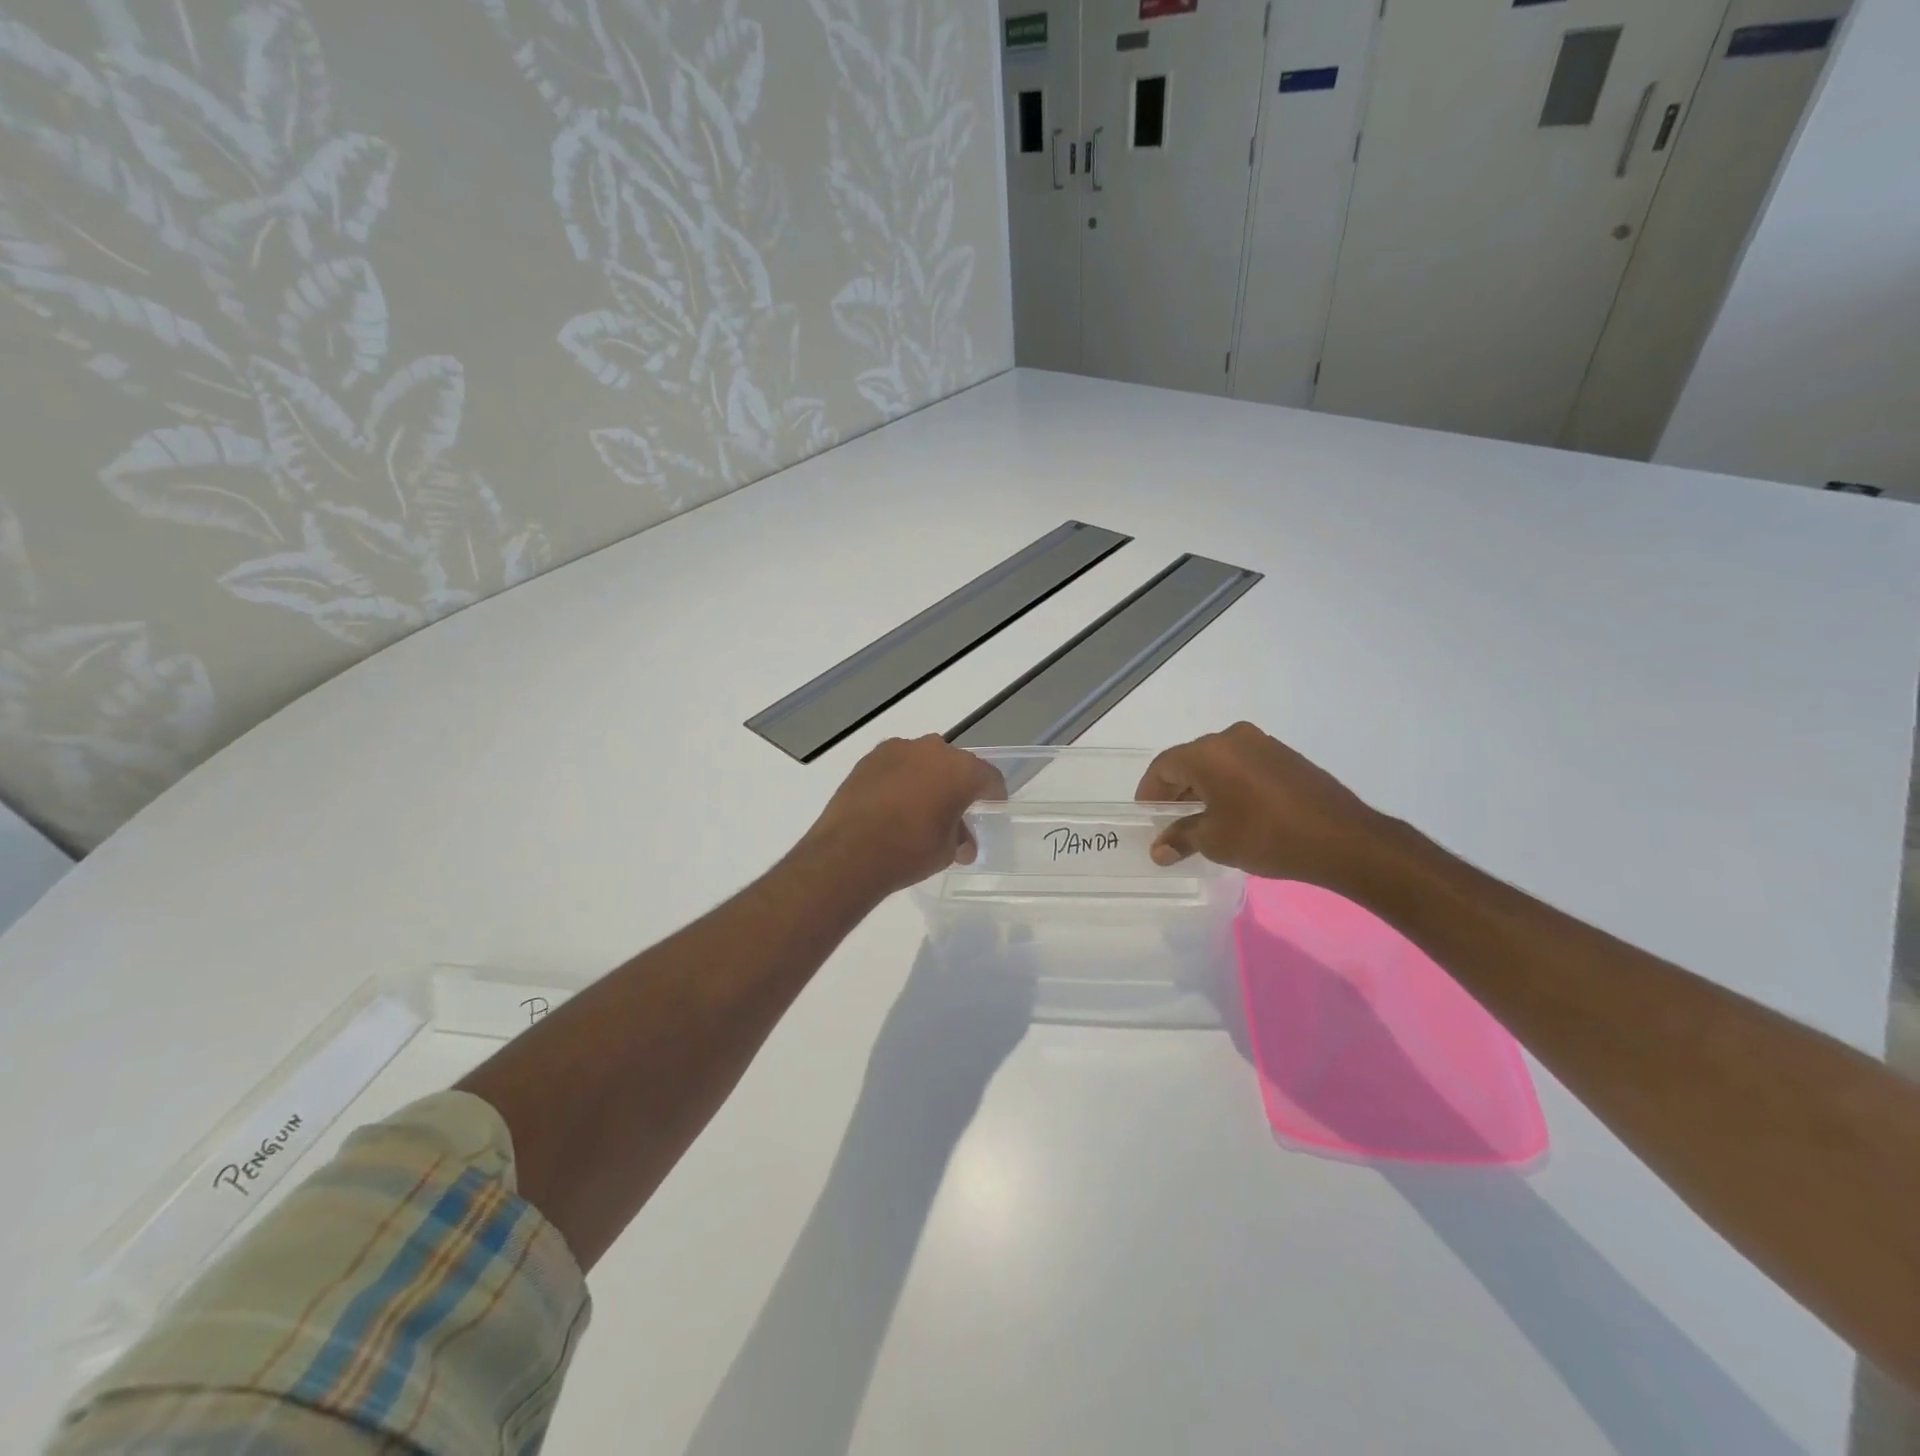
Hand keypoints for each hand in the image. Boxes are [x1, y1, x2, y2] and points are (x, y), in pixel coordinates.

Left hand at [800, 735, 1006, 895]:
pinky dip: (900, 778)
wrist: (849, 852)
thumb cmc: (909, 851)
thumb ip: (959, 838)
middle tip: (954, 810)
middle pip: (955, 764)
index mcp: (961, 770)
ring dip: (927, 778)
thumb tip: (962, 842)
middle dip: (958, 785)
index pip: (989, 777)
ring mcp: (898, 750)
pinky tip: (893, 803)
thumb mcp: (946, 851)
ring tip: (920, 806)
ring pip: (923, 760)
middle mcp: (932, 750)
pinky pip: (896, 764)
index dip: (993, 794)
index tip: (992, 808)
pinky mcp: (869, 758)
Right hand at [1136, 722, 1392, 886]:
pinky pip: (1243, 766)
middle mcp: (1232, 738)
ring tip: (1202, 820)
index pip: (1163, 766)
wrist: (1342, 839)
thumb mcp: (1215, 841)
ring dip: (1204, 787)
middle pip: (1190, 761)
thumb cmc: (1266, 836)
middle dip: (1176, 790)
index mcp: (1208, 752)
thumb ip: (1181, 838)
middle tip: (1170, 821)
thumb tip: (1159, 849)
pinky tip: (1234, 812)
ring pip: (1218, 762)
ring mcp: (1262, 744)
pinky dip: (1229, 784)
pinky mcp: (1286, 756)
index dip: (1150, 792)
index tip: (1147, 816)